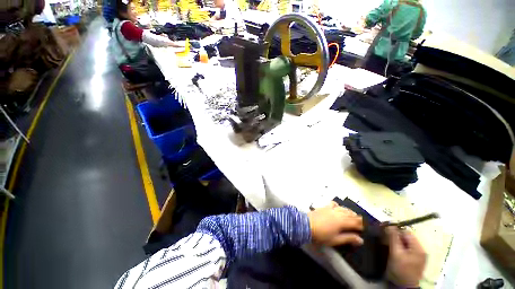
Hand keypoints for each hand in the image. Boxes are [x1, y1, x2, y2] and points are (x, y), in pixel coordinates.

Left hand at [307, 201, 363, 245]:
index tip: (363, 229)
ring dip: (349, 211)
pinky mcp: (324, 207)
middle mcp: (338, 213)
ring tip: (353, 214)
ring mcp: (330, 209)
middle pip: (350, 214)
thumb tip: (361, 240)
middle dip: (356, 218)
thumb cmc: (321, 235)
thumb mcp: (335, 240)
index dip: (360, 225)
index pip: (355, 222)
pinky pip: (333, 204)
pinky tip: (338, 206)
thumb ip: (348, 238)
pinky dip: (338, 205)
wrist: (306, 225)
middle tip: (361, 221)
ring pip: (343, 208)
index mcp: (342, 222)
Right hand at [385, 227, 426, 286]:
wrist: (404, 286)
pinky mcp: (415, 259)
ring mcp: (419, 255)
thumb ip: (393, 238)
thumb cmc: (400, 270)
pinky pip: (407, 248)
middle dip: (395, 236)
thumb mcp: (395, 253)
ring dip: (397, 241)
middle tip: (385, 238)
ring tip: (388, 244)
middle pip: (406, 237)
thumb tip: (389, 224)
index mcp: (418, 247)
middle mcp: (421, 249)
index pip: (406, 232)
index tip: (384, 230)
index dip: (395, 229)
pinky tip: (394, 250)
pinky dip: (399, 247)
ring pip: (406, 242)